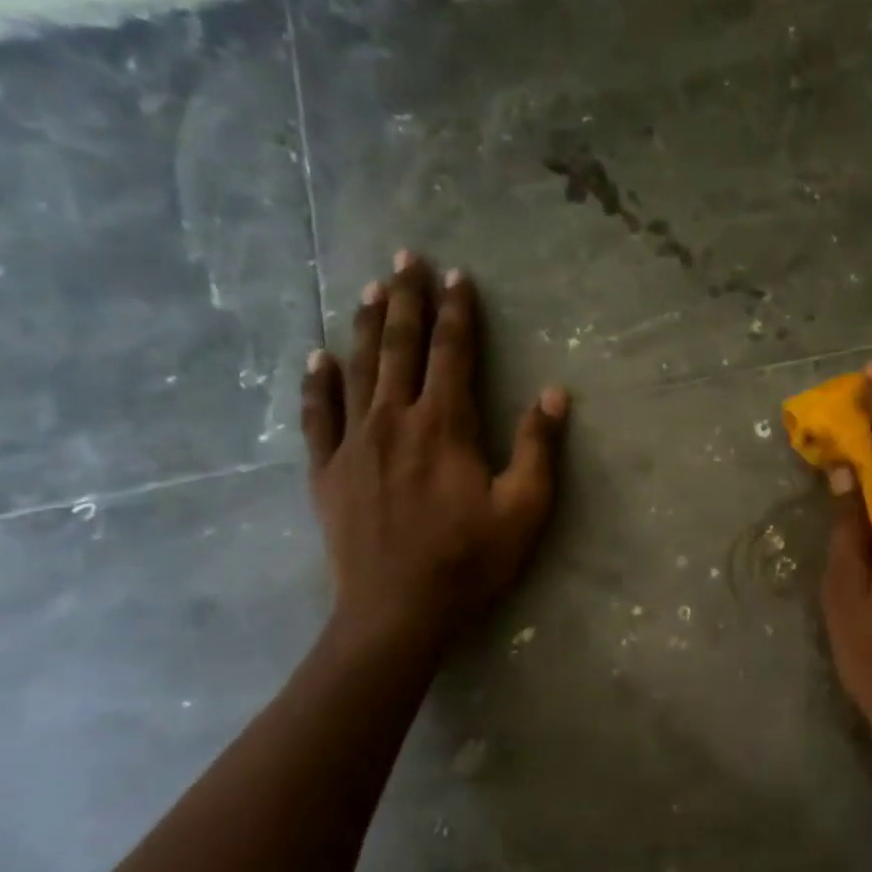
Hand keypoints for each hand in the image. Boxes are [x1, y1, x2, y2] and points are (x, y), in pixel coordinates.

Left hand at [299, 251, 567, 652]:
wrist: (396, 613)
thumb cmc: (469, 562)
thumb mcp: (524, 509)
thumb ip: (538, 448)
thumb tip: (556, 394)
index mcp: (445, 426)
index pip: (451, 353)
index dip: (456, 312)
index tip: (456, 276)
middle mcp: (395, 420)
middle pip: (399, 347)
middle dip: (406, 299)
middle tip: (405, 258)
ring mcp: (354, 444)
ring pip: (358, 370)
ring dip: (365, 325)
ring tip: (369, 288)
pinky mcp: (327, 471)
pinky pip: (318, 416)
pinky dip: (317, 384)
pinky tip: (316, 357)